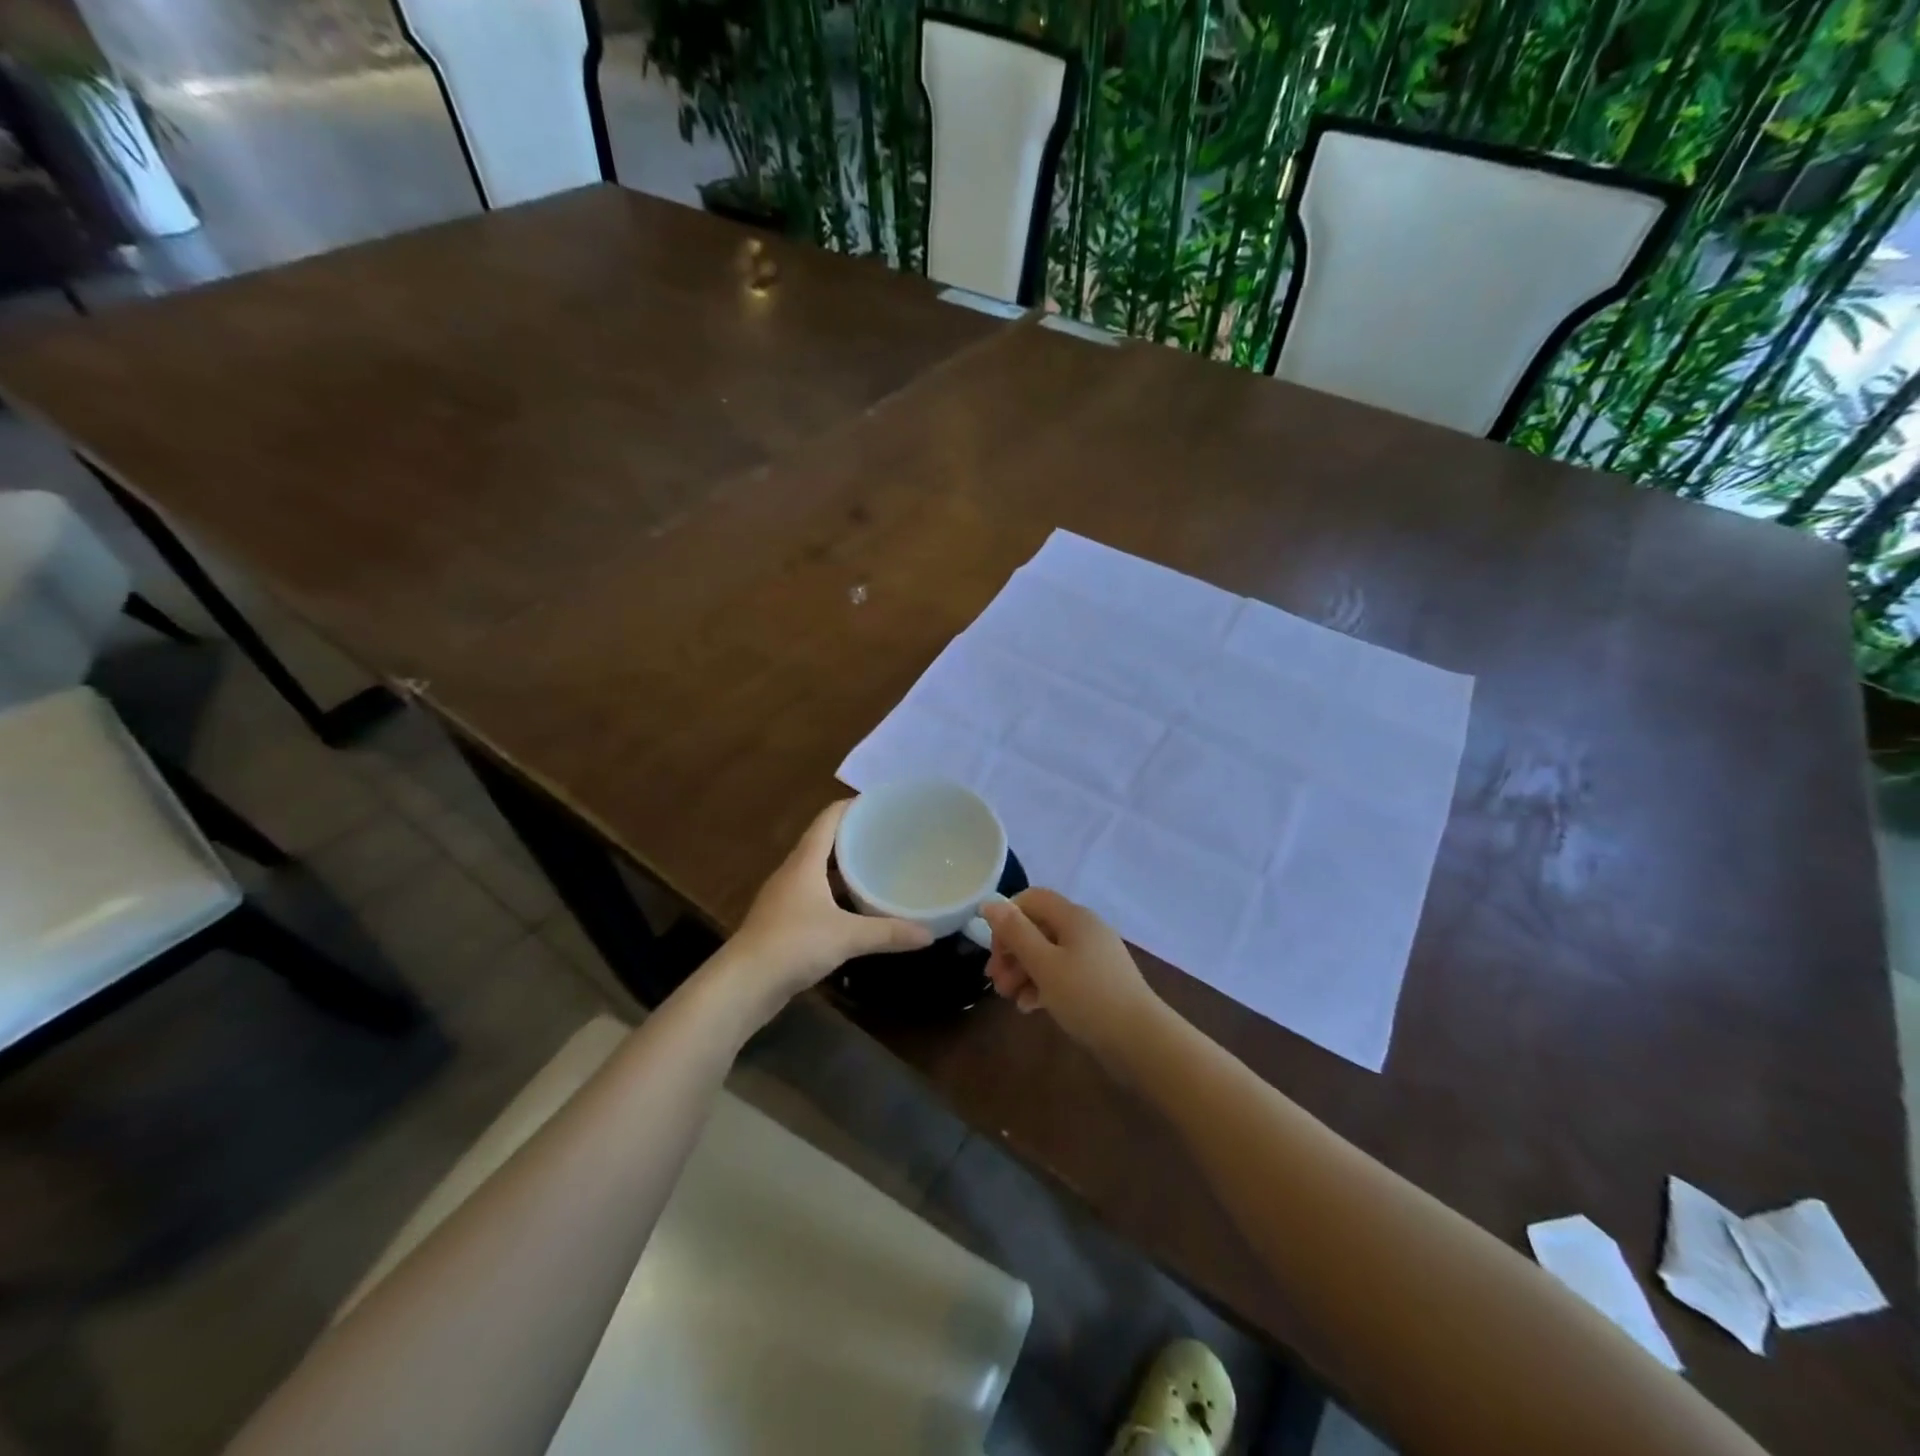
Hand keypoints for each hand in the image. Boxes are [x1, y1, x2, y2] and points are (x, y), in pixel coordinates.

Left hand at [724, 801, 932, 1011]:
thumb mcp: (847, 937)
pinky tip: (855, 906)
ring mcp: (785, 897)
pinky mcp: (782, 920)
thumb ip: (888, 933)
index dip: (853, 806)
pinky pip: (814, 894)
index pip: (829, 818)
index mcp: (805, 862)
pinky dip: (835, 892)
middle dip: (854, 836)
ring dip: (844, 866)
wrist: (744, 984)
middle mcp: (793, 872)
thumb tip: (929, 934)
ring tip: (877, 867)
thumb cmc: (793, 945)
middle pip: (824, 841)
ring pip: (818, 870)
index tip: (882, 804)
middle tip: (889, 836)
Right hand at [980, 889, 1161, 1059]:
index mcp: (1073, 916)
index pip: (1031, 899)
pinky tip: (1031, 1006)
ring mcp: (1094, 956)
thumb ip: (1015, 932)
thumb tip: (990, 903)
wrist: (1140, 1040)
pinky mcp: (1098, 980)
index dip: (1007, 918)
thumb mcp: (1044, 964)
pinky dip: (1044, 984)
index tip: (995, 951)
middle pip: (1037, 927)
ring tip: (1010, 998)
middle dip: (1012, 952)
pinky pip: (1063, 973)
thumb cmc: (1087, 996)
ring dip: (1024, 971)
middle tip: (996, 982)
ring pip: (1048, 953)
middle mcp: (1084, 929)